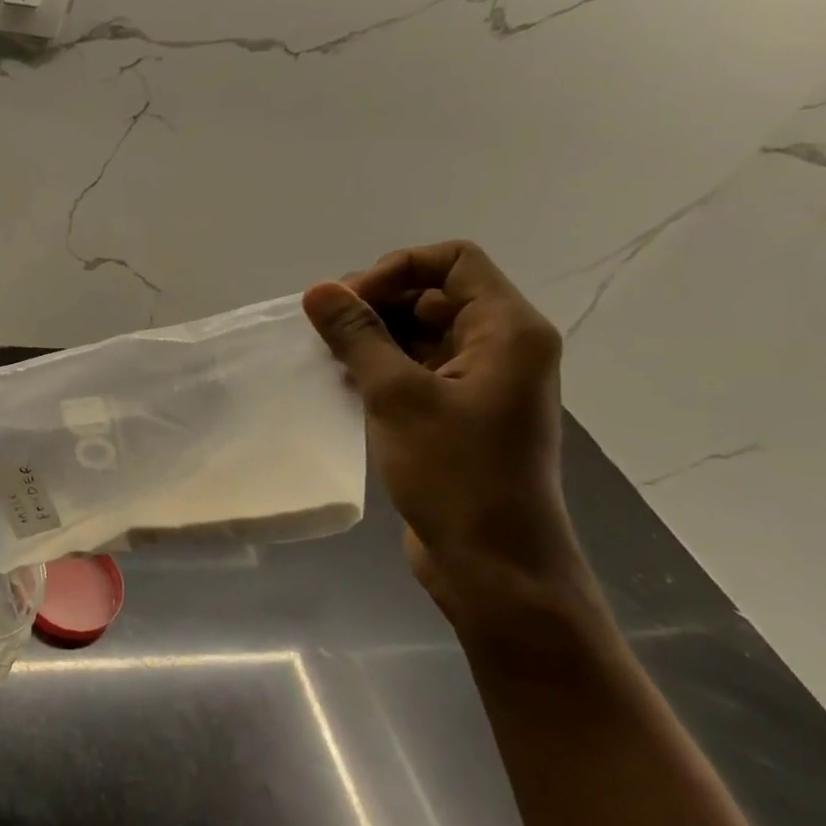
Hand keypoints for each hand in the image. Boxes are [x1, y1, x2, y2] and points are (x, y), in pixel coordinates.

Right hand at [302, 240, 604, 644]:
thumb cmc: (456, 473)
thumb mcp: (398, 396)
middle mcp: (501, 347)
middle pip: (435, 293)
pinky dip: (380, 365)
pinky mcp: (459, 412)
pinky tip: (342, 380)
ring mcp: (481, 382)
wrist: (493, 564)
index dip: (397, 268)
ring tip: (328, 355)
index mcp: (508, 330)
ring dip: (373, 335)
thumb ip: (357, 336)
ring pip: (420, 332)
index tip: (349, 300)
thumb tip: (318, 290)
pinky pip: (417, 367)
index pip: (454, 261)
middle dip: (377, 302)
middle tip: (327, 329)